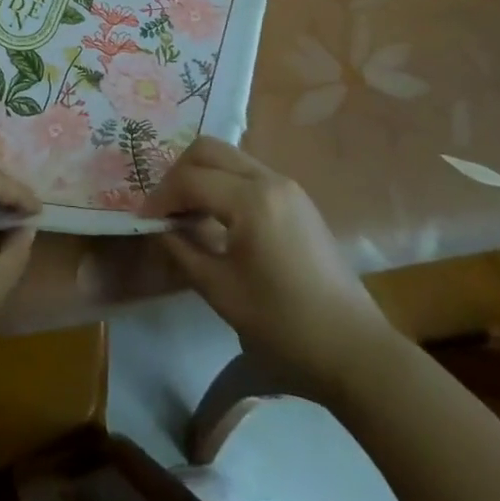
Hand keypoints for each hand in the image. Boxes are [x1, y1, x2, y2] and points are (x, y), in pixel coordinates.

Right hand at [144, 138, 394, 376]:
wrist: (355, 351)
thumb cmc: (285, 325)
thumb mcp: (222, 292)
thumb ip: (184, 251)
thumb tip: (160, 228)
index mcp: (251, 200)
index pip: (190, 179)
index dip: (160, 197)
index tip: (144, 221)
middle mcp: (270, 179)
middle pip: (209, 149)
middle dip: (178, 173)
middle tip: (163, 208)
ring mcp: (288, 186)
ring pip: (229, 157)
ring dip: (201, 176)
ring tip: (185, 212)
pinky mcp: (297, 200)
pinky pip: (248, 173)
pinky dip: (223, 183)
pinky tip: (216, 217)